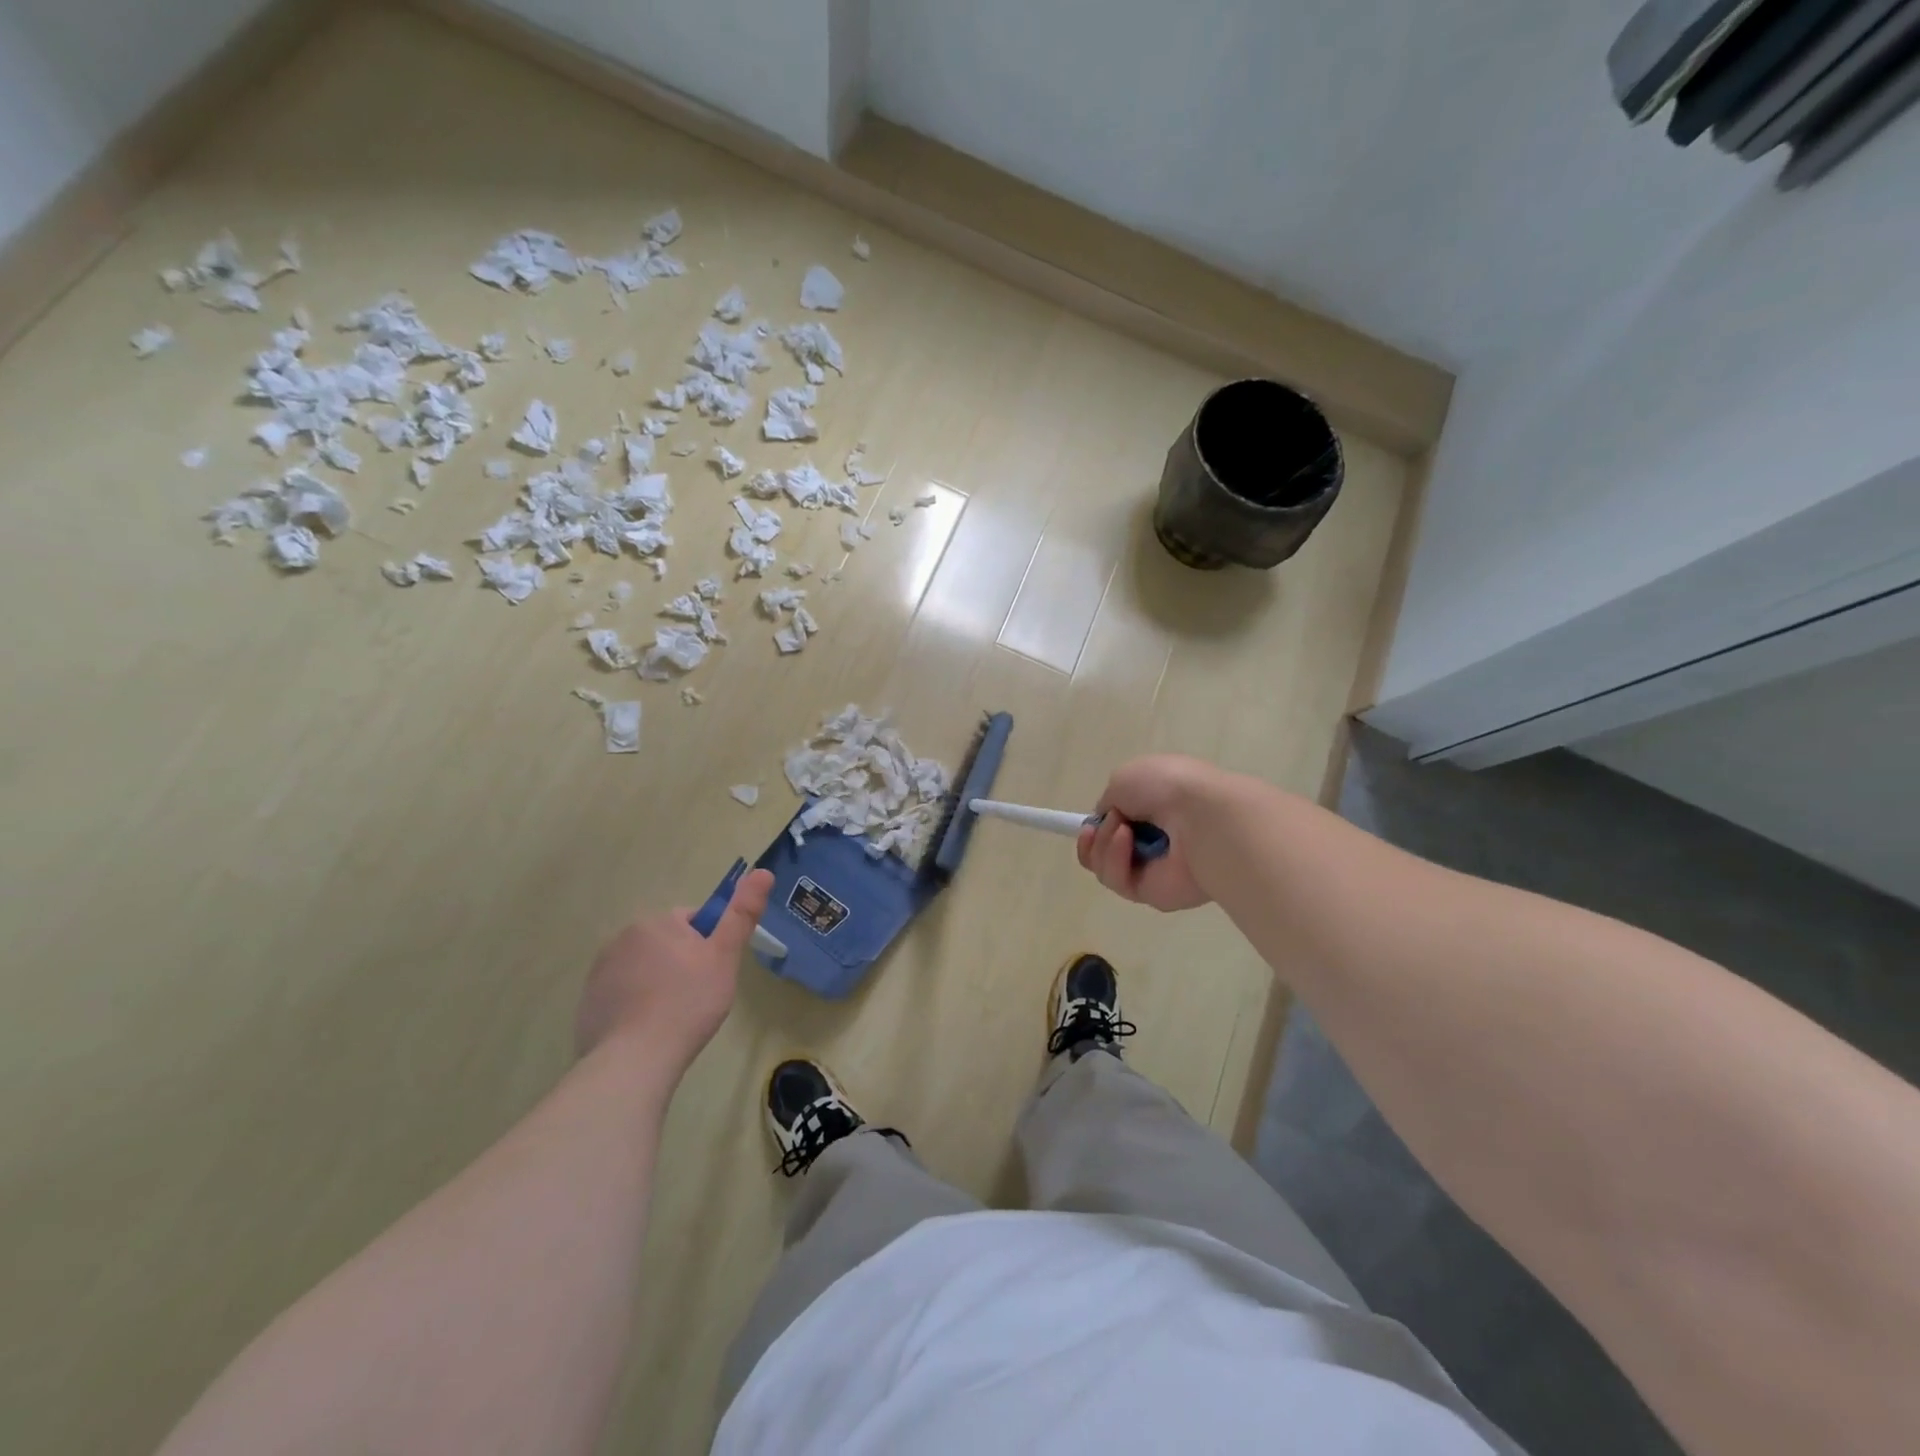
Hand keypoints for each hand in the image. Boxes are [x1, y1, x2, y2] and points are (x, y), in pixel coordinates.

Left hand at [574, 869, 774, 1075]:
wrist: (635, 1059)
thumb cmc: (688, 1002)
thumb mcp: (724, 956)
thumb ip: (742, 913)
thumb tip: (763, 871)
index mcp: (656, 922)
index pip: (691, 922)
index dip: (708, 946)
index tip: (712, 974)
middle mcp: (622, 938)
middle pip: (665, 944)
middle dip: (681, 964)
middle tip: (697, 996)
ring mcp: (599, 972)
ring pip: (643, 969)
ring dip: (657, 983)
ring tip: (673, 1017)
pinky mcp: (587, 1003)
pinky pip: (621, 995)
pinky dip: (634, 1006)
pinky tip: (647, 1030)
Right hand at [1077, 755, 1223, 911]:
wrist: (1203, 816)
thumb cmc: (1167, 787)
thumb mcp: (1124, 778)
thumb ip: (1109, 801)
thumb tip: (1110, 822)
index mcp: (1156, 808)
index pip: (1119, 823)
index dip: (1098, 825)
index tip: (1089, 823)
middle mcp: (1156, 839)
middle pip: (1106, 849)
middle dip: (1094, 839)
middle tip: (1094, 830)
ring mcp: (1155, 868)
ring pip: (1106, 866)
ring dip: (1103, 846)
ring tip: (1121, 829)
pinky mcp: (1154, 894)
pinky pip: (1119, 882)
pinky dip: (1115, 860)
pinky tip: (1126, 841)